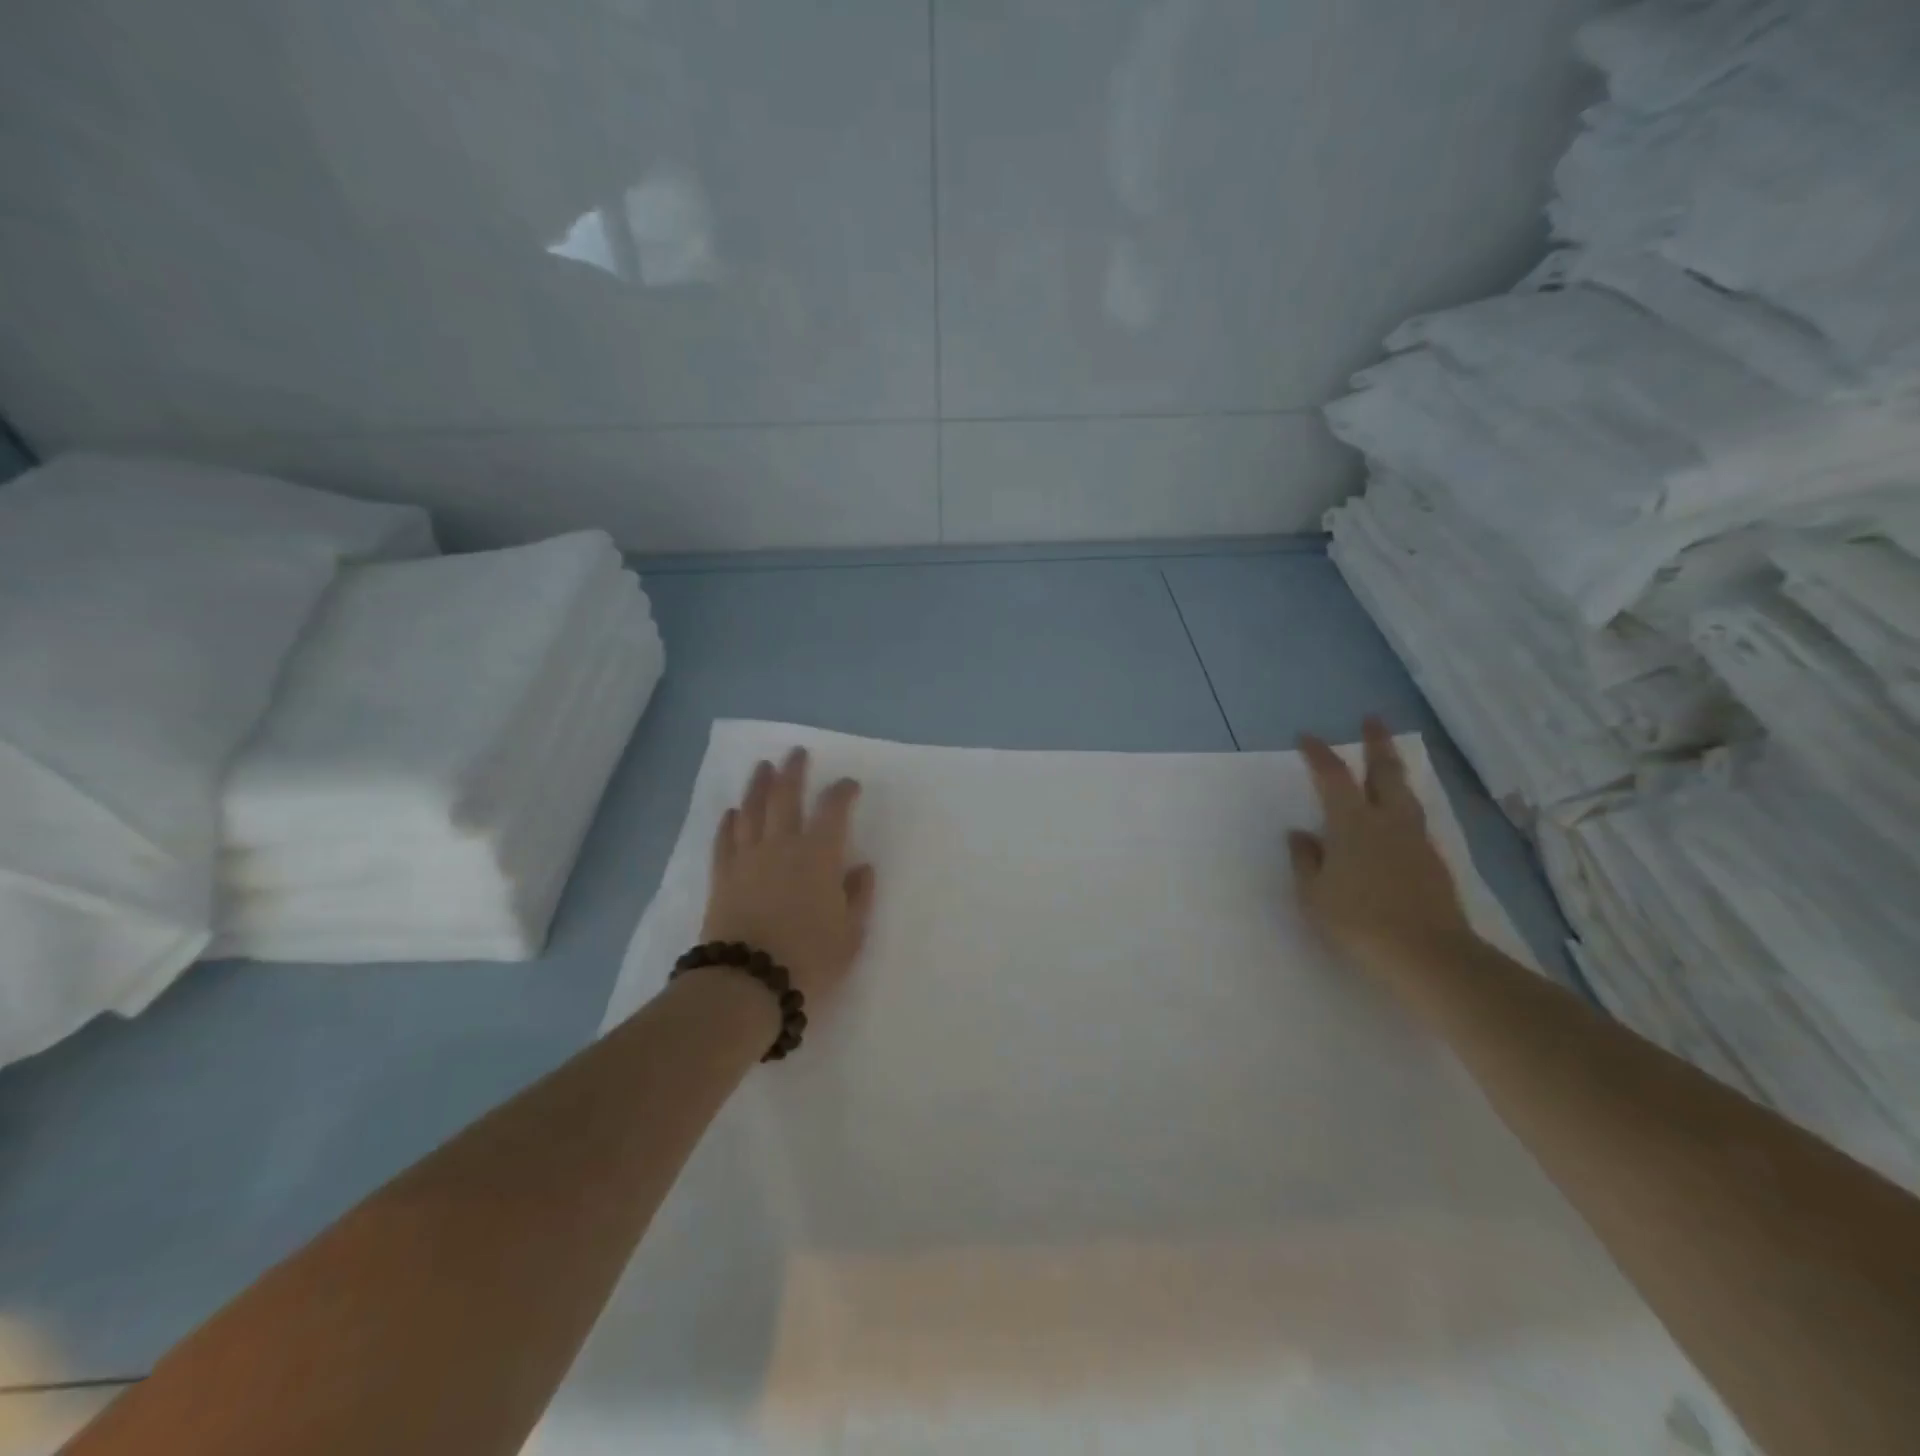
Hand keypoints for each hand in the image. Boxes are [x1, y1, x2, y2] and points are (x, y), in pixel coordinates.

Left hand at [702, 748, 876, 1002]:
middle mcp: (782, 846)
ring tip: (763, 767)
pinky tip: (732, 812)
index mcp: (819, 856)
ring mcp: (748, 859)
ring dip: (758, 785)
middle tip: (797, 753)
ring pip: (752, 810)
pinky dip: (730, 822)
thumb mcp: (850, 935)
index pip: (833, 810)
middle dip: (793, 771)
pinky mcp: (723, 876)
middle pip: (786, 796)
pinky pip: (725, 840)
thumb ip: (858, 897)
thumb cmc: (809, 960)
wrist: (747, 983)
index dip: (842, 792)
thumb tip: (861, 867)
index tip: (849, 784)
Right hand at [1289, 718, 1478, 976]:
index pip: (1332, 777)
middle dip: (1377, 744)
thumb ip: (1306, 860)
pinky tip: (1396, 818)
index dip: (1319, 754)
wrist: (1428, 956)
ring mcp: (1415, 841)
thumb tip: (1300, 834)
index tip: (1306, 737)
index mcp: (1352, 824)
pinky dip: (1402, 806)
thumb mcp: (1314, 894)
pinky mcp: (1433, 862)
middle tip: (1373, 720)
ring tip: (1387, 763)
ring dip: (1394, 772)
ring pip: (1406, 794)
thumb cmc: (1358, 921)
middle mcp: (1387, 822)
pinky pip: (1414, 820)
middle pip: (1385, 772)